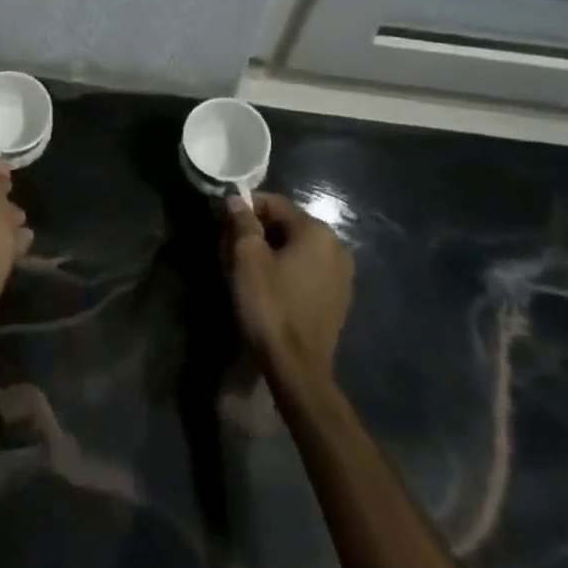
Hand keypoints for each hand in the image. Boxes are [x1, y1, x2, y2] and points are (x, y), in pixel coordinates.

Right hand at [225, 192, 352, 379]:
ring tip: (244, 267)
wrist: (298, 368)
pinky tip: (267, 285)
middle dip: (257, 231)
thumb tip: (237, 199)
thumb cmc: (270, 304)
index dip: (247, 208)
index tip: (225, 222)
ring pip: (297, 248)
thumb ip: (243, 223)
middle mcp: (336, 246)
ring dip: (270, 250)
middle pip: (287, 225)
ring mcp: (342, 274)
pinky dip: (287, 269)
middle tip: (229, 247)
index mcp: (316, 231)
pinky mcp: (338, 298)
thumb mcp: (247, 258)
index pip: (275, 204)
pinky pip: (308, 269)